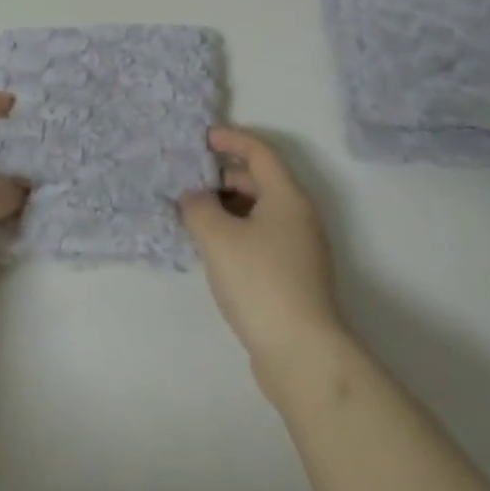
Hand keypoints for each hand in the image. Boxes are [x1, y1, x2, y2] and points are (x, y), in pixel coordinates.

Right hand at [181, 127, 344, 373]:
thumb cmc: (260, 281)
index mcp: (287, 196)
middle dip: (224, 175)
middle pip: (260, 180)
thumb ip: (198, 207)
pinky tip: (212, 248)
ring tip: (194, 215)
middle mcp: (298, 215)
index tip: (202, 138)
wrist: (301, 352)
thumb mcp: (219, 237)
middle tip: (189, 180)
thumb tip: (193, 197)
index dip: (231, 139)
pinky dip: (236, 231)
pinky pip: (260, 236)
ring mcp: (298, 247)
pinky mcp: (292, 275)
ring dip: (227, 206)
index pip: (260, 152)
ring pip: (259, 211)